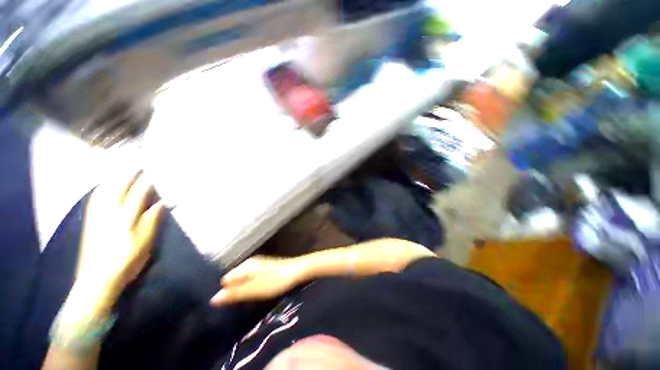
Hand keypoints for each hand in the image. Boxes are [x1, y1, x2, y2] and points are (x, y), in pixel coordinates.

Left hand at [75, 170, 164, 307]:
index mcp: (125, 218)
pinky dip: (101, 188)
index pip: (137, 193)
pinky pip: (95, 198)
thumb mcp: (145, 243)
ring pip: (104, 190)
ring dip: (113, 178)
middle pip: (118, 188)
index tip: (154, 171)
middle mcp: (108, 213)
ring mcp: (96, 216)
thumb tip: (160, 203)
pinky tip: (104, 185)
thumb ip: (151, 221)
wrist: (97, 279)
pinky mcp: (90, 221)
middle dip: (128, 174)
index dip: (146, 181)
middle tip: (137, 164)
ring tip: (121, 169)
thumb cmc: (126, 261)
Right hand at [210, 256, 307, 305]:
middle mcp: (250, 264)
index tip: (231, 304)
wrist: (298, 271)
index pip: (225, 281)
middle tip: (242, 303)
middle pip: (234, 280)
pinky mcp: (265, 269)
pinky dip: (252, 287)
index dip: (226, 293)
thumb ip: (234, 294)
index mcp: (245, 266)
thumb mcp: (254, 290)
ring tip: (250, 300)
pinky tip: (258, 293)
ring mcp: (258, 265)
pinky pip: (252, 279)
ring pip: (243, 280)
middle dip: (235, 292)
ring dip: (244, 290)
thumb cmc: (276, 281)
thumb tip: (213, 299)